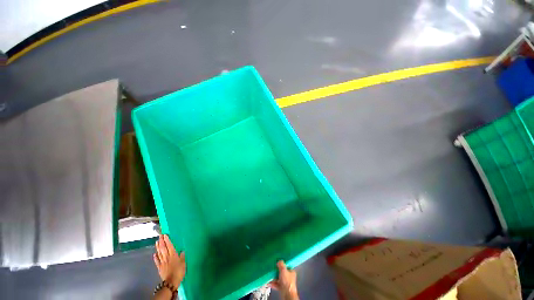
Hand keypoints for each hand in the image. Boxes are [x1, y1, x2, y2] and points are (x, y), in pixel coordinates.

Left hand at [153, 235, 185, 287]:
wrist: (171, 282)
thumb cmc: (179, 271)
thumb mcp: (183, 263)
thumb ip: (182, 256)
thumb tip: (182, 251)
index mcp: (173, 255)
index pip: (169, 246)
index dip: (167, 240)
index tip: (165, 235)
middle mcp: (167, 257)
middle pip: (163, 248)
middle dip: (161, 242)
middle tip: (160, 236)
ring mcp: (162, 262)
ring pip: (159, 253)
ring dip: (158, 247)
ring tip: (157, 242)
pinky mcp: (159, 267)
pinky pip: (157, 261)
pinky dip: (155, 257)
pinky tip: (154, 254)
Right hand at [269, 260, 298, 299]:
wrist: (287, 294)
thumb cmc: (288, 283)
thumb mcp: (283, 270)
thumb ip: (281, 264)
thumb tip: (279, 261)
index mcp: (291, 272)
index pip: (286, 266)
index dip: (282, 265)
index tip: (277, 264)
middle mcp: (289, 278)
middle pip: (281, 273)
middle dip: (276, 272)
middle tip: (272, 271)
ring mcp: (285, 283)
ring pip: (278, 279)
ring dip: (273, 278)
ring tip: (269, 277)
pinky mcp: (282, 288)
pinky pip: (276, 284)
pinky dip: (272, 283)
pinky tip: (269, 282)